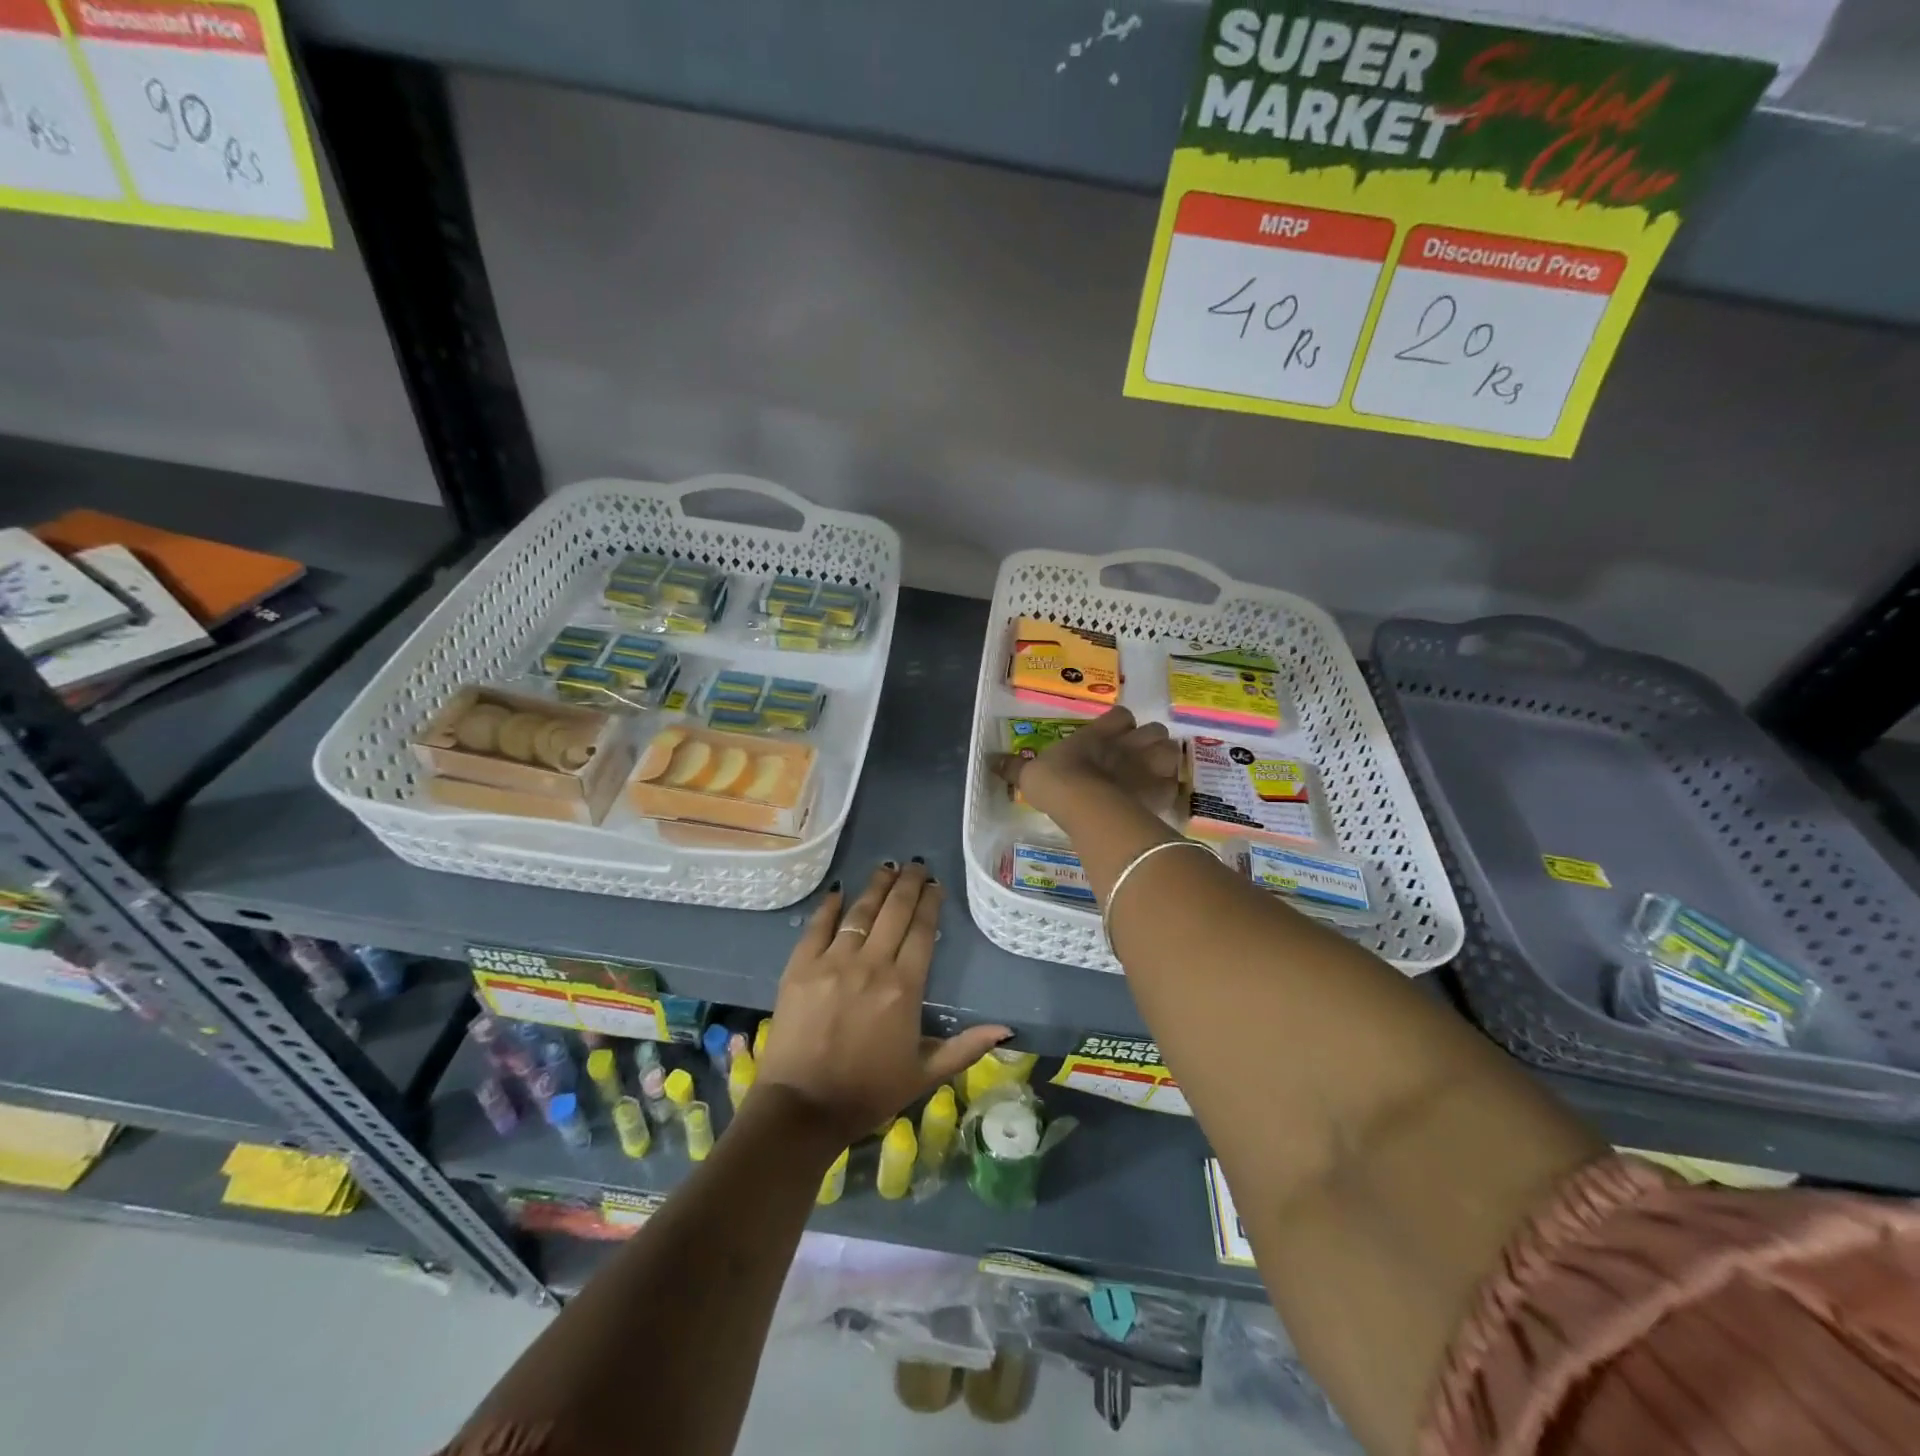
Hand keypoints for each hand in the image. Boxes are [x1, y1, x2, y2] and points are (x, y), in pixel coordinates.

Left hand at [759, 861, 1009, 1145]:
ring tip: (887, 867)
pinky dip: (829, 906)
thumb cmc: (868, 1093)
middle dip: (908, 884)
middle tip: (916, 865)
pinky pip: (817, 926)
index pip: (922, 931)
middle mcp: (871, 965)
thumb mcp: (925, 1074)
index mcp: (904, 987)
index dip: (930, 903)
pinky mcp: (800, 967)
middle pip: (894, 912)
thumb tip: (1007, 1031)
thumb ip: (966, 1047)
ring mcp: (833, 962)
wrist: (803, 1109)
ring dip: (876, 886)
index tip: (935, 885)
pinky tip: (839, 890)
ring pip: (860, 912)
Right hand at [990, 706, 1181, 822]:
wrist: (1085, 805)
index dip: (1120, 724)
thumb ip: (1015, 768)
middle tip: (1138, 757)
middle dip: (1150, 741)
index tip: (1114, 734)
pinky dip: (1168, 793)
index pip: (1121, 716)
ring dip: (1165, 762)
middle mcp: (1128, 744)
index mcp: (1100, 733)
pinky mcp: (1160, 792)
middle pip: (1154, 730)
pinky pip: (1173, 788)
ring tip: (1155, 776)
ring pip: (1171, 752)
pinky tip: (1158, 802)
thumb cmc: (1057, 782)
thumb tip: (990, 761)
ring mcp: (1148, 766)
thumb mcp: (1030, 774)